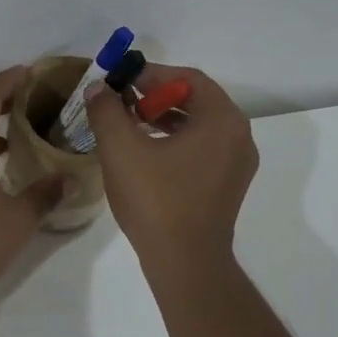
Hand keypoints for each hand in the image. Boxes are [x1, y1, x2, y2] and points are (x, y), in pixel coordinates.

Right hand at [85, 64, 258, 279]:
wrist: (185, 262)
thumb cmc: (156, 200)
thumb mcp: (122, 149)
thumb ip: (107, 111)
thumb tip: (98, 88)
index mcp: (222, 120)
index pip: (188, 78)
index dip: (151, 74)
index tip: (121, 81)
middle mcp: (238, 136)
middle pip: (196, 100)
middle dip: (156, 96)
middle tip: (122, 103)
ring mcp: (237, 164)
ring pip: (199, 126)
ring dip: (164, 119)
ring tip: (129, 126)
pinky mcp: (228, 186)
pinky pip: (202, 149)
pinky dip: (175, 142)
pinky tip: (146, 154)